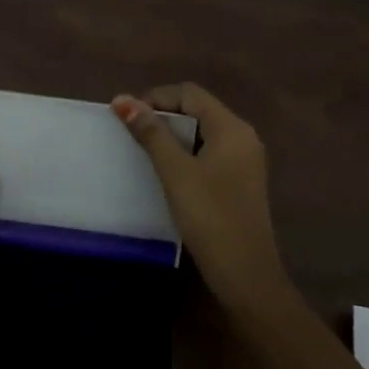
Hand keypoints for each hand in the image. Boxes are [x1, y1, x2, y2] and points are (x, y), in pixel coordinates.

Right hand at [112, 83, 288, 310]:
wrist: (245, 274)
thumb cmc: (210, 216)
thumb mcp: (175, 172)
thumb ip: (150, 133)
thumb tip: (122, 99)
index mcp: (232, 128)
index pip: (189, 94)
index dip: (156, 98)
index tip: (127, 117)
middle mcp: (242, 137)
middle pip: (197, 110)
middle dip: (162, 115)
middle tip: (131, 133)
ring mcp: (244, 161)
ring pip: (202, 132)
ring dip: (172, 136)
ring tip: (143, 150)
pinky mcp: (239, 181)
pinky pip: (208, 152)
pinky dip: (185, 153)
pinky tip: (166, 171)